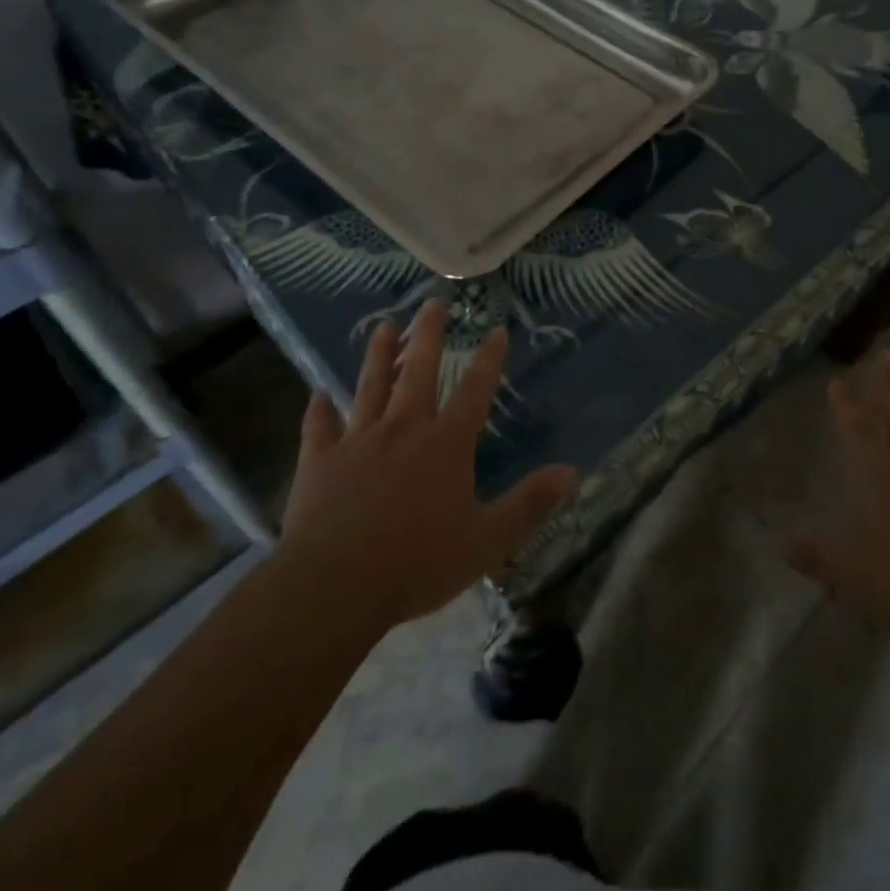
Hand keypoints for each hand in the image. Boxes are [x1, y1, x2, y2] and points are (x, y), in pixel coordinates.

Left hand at [276, 300, 577, 634]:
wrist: (334, 587)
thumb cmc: (418, 562)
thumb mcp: (488, 540)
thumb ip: (530, 503)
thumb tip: (572, 471)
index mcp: (446, 443)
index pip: (475, 390)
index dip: (489, 359)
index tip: (496, 329)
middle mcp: (404, 429)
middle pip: (419, 372)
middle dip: (428, 336)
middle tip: (432, 304)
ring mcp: (358, 441)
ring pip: (370, 387)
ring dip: (379, 355)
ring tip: (384, 327)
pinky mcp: (320, 461)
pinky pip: (319, 427)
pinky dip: (319, 409)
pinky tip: (317, 393)